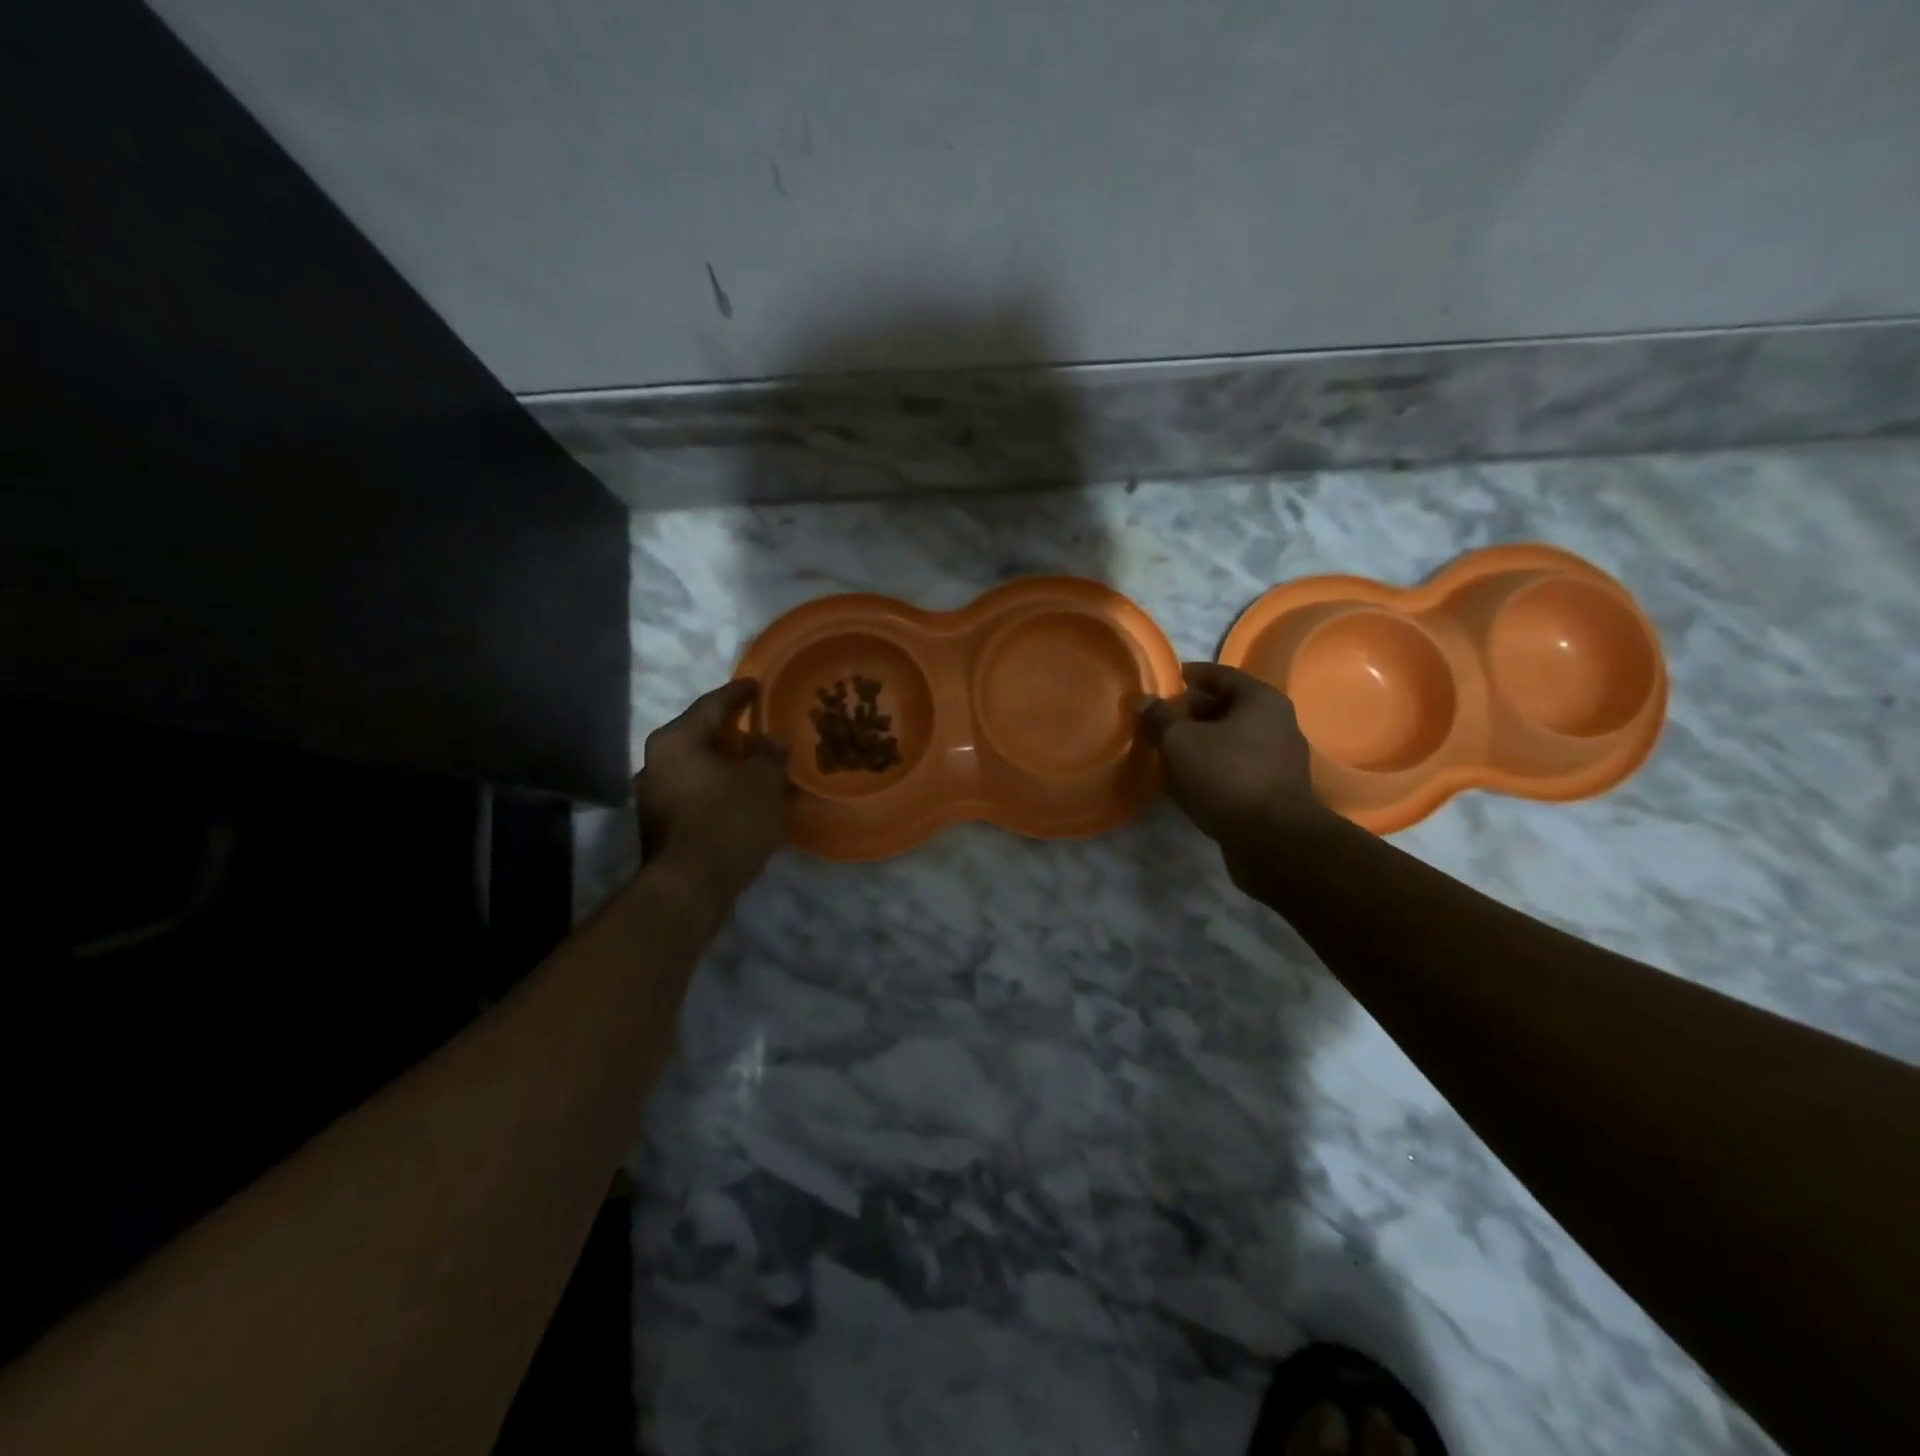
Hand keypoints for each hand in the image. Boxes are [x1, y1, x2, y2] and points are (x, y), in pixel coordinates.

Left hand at [636, 680, 787, 899]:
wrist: (690, 887)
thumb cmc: (728, 820)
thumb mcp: (763, 781)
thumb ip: (768, 753)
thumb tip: (769, 739)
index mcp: (676, 740)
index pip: (712, 705)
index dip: (738, 693)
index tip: (756, 684)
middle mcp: (654, 762)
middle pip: (698, 736)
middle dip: (728, 732)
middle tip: (755, 726)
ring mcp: (651, 797)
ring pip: (693, 768)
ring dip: (721, 764)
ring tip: (750, 764)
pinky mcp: (658, 826)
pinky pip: (692, 794)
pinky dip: (714, 790)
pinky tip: (736, 797)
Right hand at [1137, 663, 1325, 853]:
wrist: (1272, 840)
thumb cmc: (1225, 776)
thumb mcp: (1180, 742)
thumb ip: (1159, 717)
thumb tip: (1142, 700)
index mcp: (1260, 700)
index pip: (1220, 675)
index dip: (1190, 675)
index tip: (1165, 680)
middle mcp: (1277, 723)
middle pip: (1227, 707)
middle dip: (1191, 712)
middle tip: (1159, 721)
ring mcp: (1279, 759)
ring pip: (1231, 739)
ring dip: (1201, 742)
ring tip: (1168, 751)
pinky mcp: (1275, 790)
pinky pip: (1237, 766)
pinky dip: (1213, 767)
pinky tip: (1189, 780)